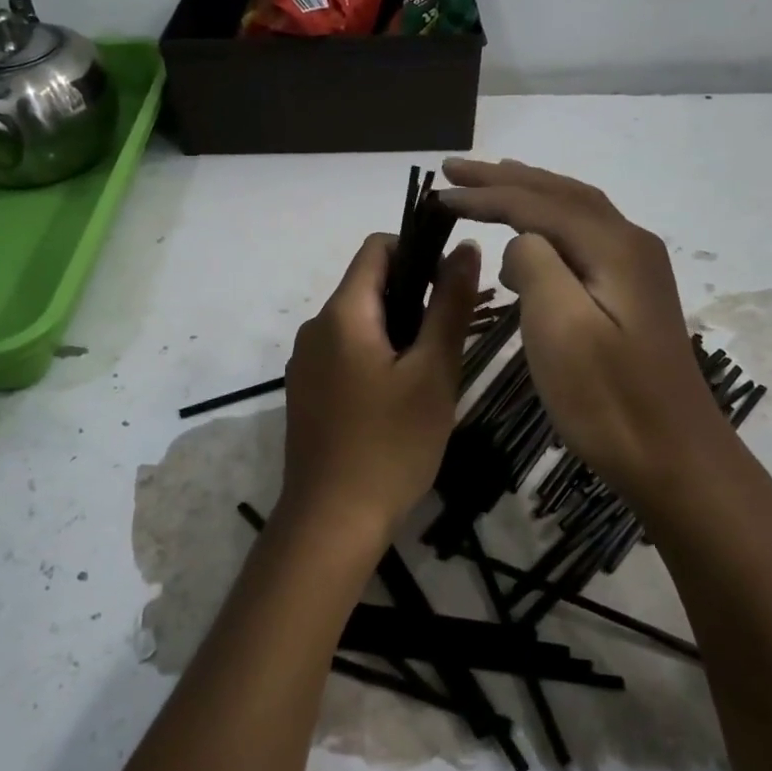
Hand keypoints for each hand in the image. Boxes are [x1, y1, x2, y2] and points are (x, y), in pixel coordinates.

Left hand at [275, 232, 481, 553]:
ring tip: (431, 373)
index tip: (451, 286)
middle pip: (368, 286)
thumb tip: (466, 248)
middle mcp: (315, 327)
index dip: (418, 250)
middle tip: (451, 338)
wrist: (331, 522)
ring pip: (359, 323)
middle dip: (413, 297)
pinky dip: (375, 357)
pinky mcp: (305, 391)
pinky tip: (398, 399)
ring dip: (397, 331)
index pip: (377, 247)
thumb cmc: (390, 445)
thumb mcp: (433, 373)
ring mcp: (305, 361)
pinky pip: (344, 353)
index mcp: (342, 313)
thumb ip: (449, 306)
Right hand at [440, 158, 728, 508]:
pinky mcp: (631, 295)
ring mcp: (635, 269)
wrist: (674, 458)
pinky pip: (582, 238)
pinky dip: (546, 224)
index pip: (537, 203)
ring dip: (528, 193)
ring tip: (489, 185)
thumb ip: (536, 266)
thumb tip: (522, 241)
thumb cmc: (609, 400)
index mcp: (612, 247)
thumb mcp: (561, 328)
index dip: (484, 194)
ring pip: (574, 212)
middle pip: (559, 194)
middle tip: (455, 168)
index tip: (437, 193)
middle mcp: (629, 244)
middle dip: (505, 179)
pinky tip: (528, 241)